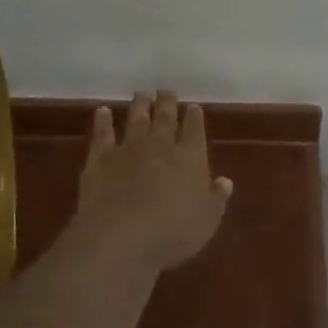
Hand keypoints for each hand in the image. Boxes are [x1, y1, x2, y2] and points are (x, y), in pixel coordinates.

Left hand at [77, 91, 230, 273]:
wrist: (122, 236)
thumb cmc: (172, 233)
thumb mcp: (206, 222)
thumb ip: (216, 198)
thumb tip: (226, 181)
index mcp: (191, 158)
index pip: (195, 129)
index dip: (195, 117)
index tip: (193, 107)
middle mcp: (161, 145)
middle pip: (166, 117)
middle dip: (167, 102)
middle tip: (166, 91)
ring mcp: (129, 148)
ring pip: (136, 119)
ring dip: (140, 105)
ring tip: (141, 94)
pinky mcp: (101, 158)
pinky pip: (103, 133)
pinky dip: (102, 121)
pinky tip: (102, 111)